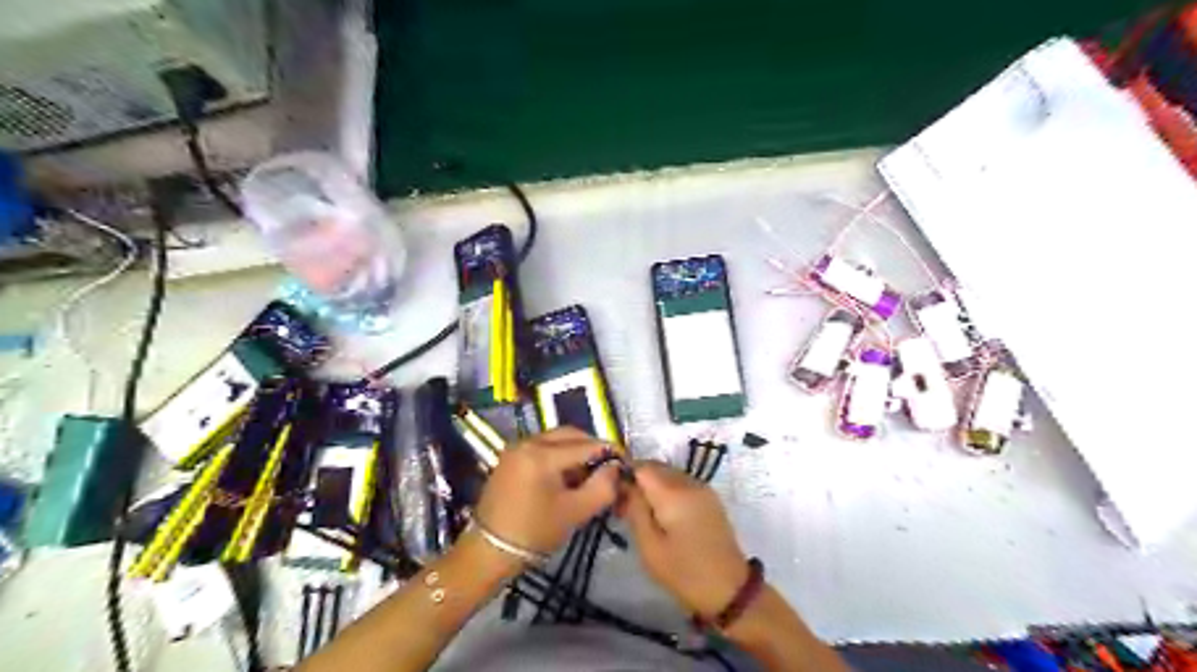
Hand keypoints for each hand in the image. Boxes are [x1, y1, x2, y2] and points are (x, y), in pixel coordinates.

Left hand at [471, 431, 616, 561]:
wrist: (489, 551)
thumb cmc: (534, 533)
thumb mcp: (575, 512)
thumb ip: (602, 487)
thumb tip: (615, 468)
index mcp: (542, 454)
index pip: (586, 445)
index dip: (609, 452)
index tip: (625, 462)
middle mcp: (528, 442)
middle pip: (570, 434)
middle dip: (592, 447)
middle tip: (608, 467)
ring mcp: (516, 448)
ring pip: (556, 439)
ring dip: (575, 450)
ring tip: (588, 473)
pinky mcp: (510, 457)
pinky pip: (542, 446)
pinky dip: (558, 454)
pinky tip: (566, 475)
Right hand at [616, 461, 743, 620]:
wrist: (729, 589)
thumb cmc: (684, 572)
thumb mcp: (649, 546)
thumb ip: (635, 509)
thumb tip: (624, 485)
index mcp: (673, 492)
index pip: (641, 466)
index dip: (624, 476)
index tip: (615, 497)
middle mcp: (689, 482)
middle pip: (655, 466)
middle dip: (637, 480)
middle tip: (625, 508)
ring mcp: (702, 488)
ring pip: (668, 473)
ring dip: (652, 485)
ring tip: (643, 513)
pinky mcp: (709, 497)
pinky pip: (681, 482)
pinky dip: (667, 490)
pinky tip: (662, 514)